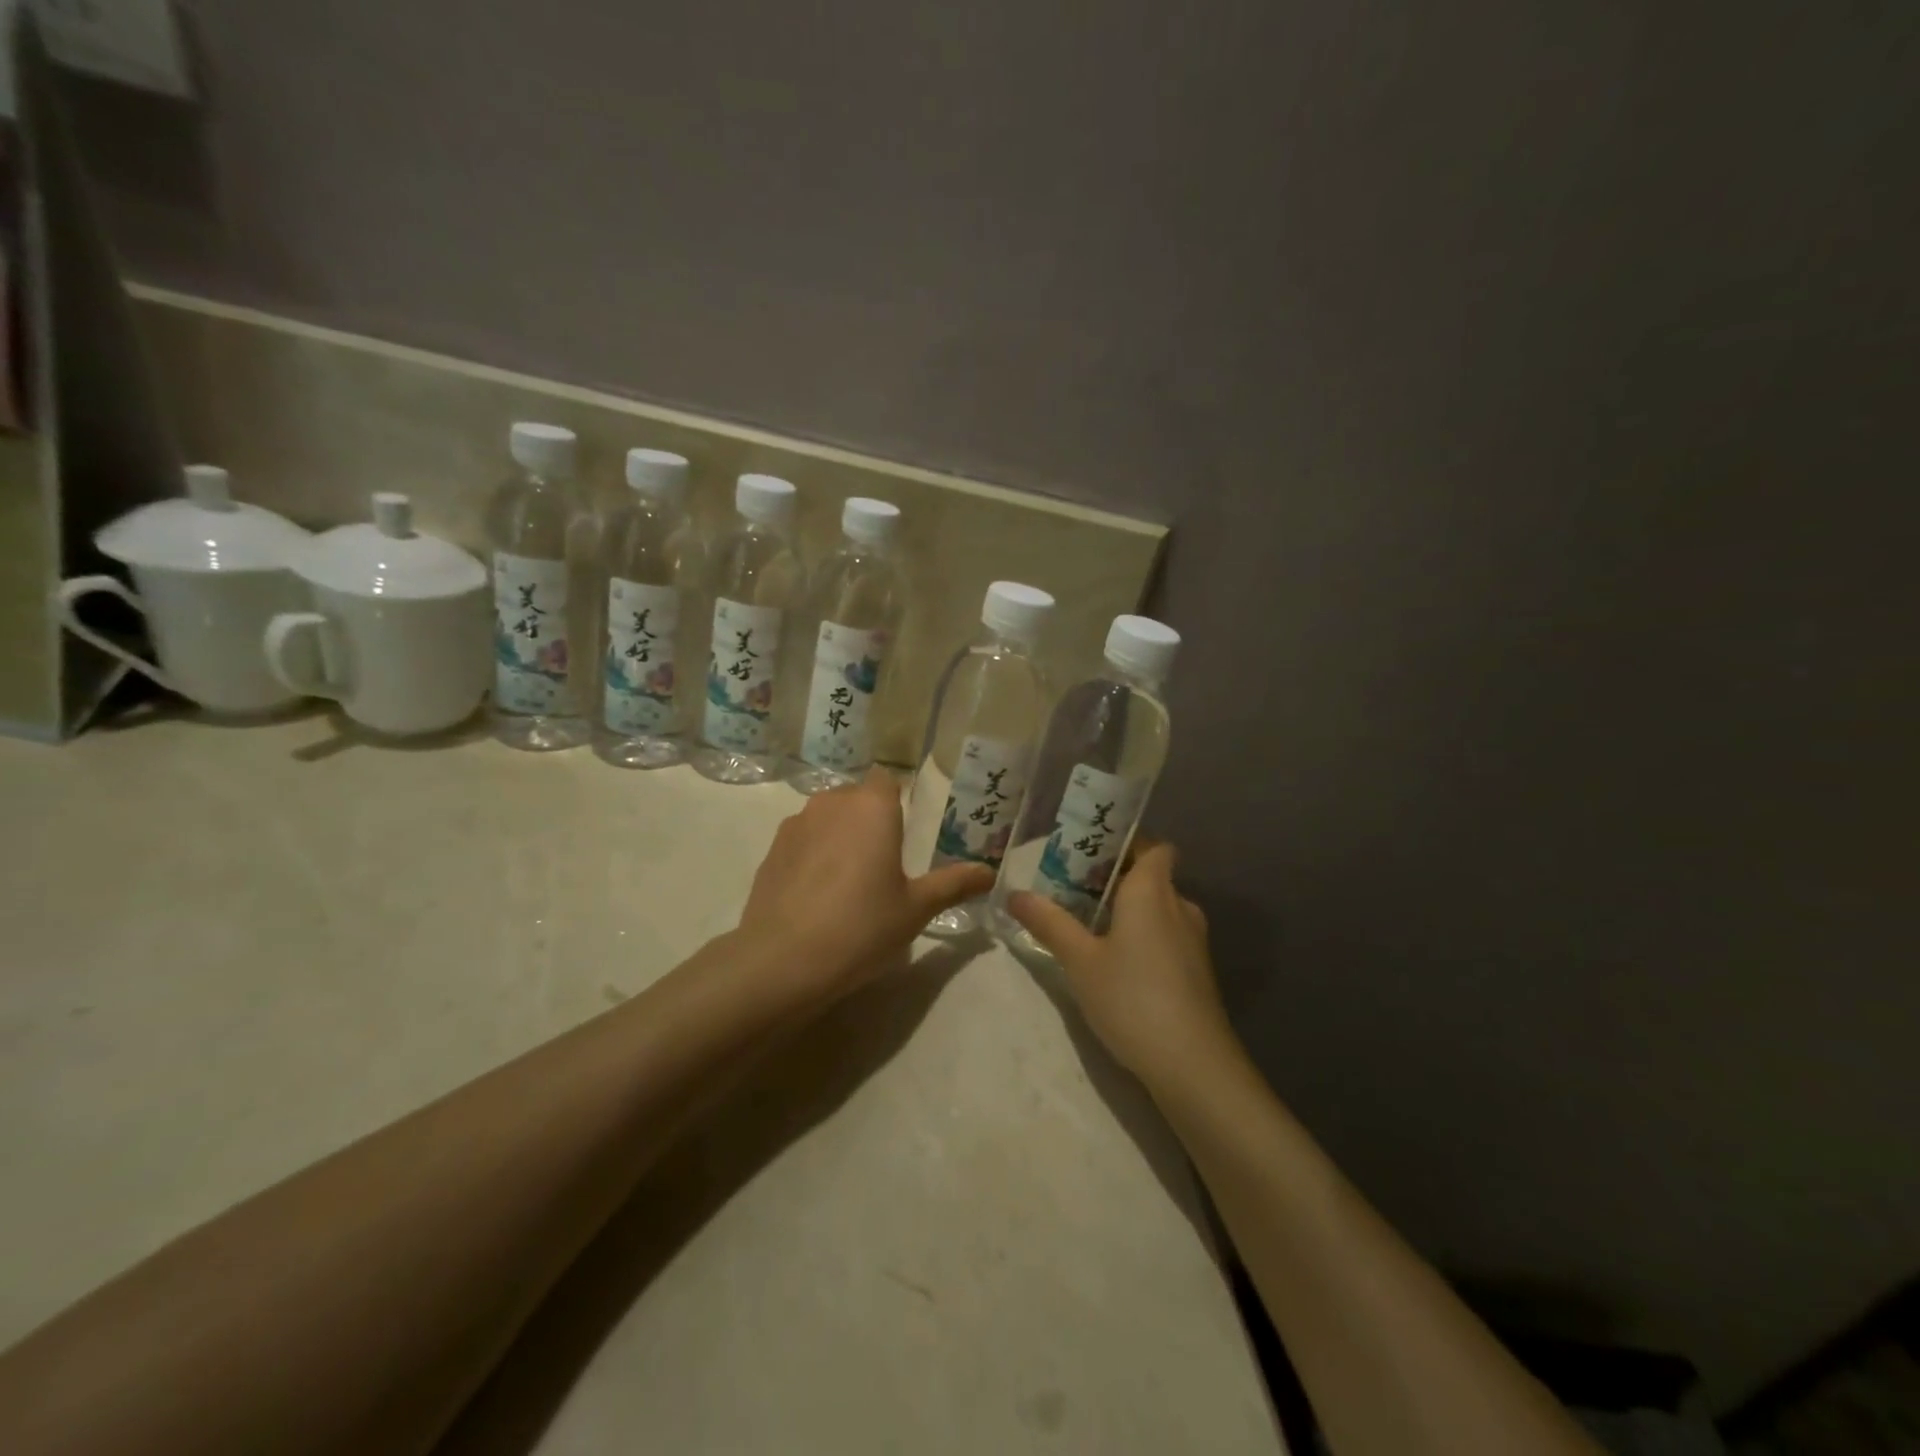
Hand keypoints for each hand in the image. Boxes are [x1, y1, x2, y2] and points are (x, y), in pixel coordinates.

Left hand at [737, 770, 993, 1000]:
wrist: (784, 959)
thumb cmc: (862, 926)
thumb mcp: (916, 908)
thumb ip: (953, 884)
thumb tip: (989, 873)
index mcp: (872, 807)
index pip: (887, 780)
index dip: (897, 800)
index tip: (906, 832)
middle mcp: (832, 803)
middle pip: (857, 798)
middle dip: (870, 819)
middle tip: (885, 861)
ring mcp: (796, 824)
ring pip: (827, 817)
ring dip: (840, 835)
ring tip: (850, 879)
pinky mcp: (772, 850)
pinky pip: (803, 839)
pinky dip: (813, 854)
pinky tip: (818, 893)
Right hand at [1008, 842, 1237, 1091]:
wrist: (1193, 1064)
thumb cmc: (1132, 998)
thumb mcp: (1080, 960)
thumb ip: (1049, 923)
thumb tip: (1014, 893)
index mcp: (1152, 890)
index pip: (1153, 845)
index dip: (1125, 841)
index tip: (1089, 849)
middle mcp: (1178, 905)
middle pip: (1150, 875)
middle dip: (1114, 876)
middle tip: (1071, 884)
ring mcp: (1193, 940)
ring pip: (1157, 907)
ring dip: (1126, 908)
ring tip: (1085, 920)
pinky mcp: (1196, 970)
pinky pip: (1165, 934)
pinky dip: (1141, 934)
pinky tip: (1113, 958)